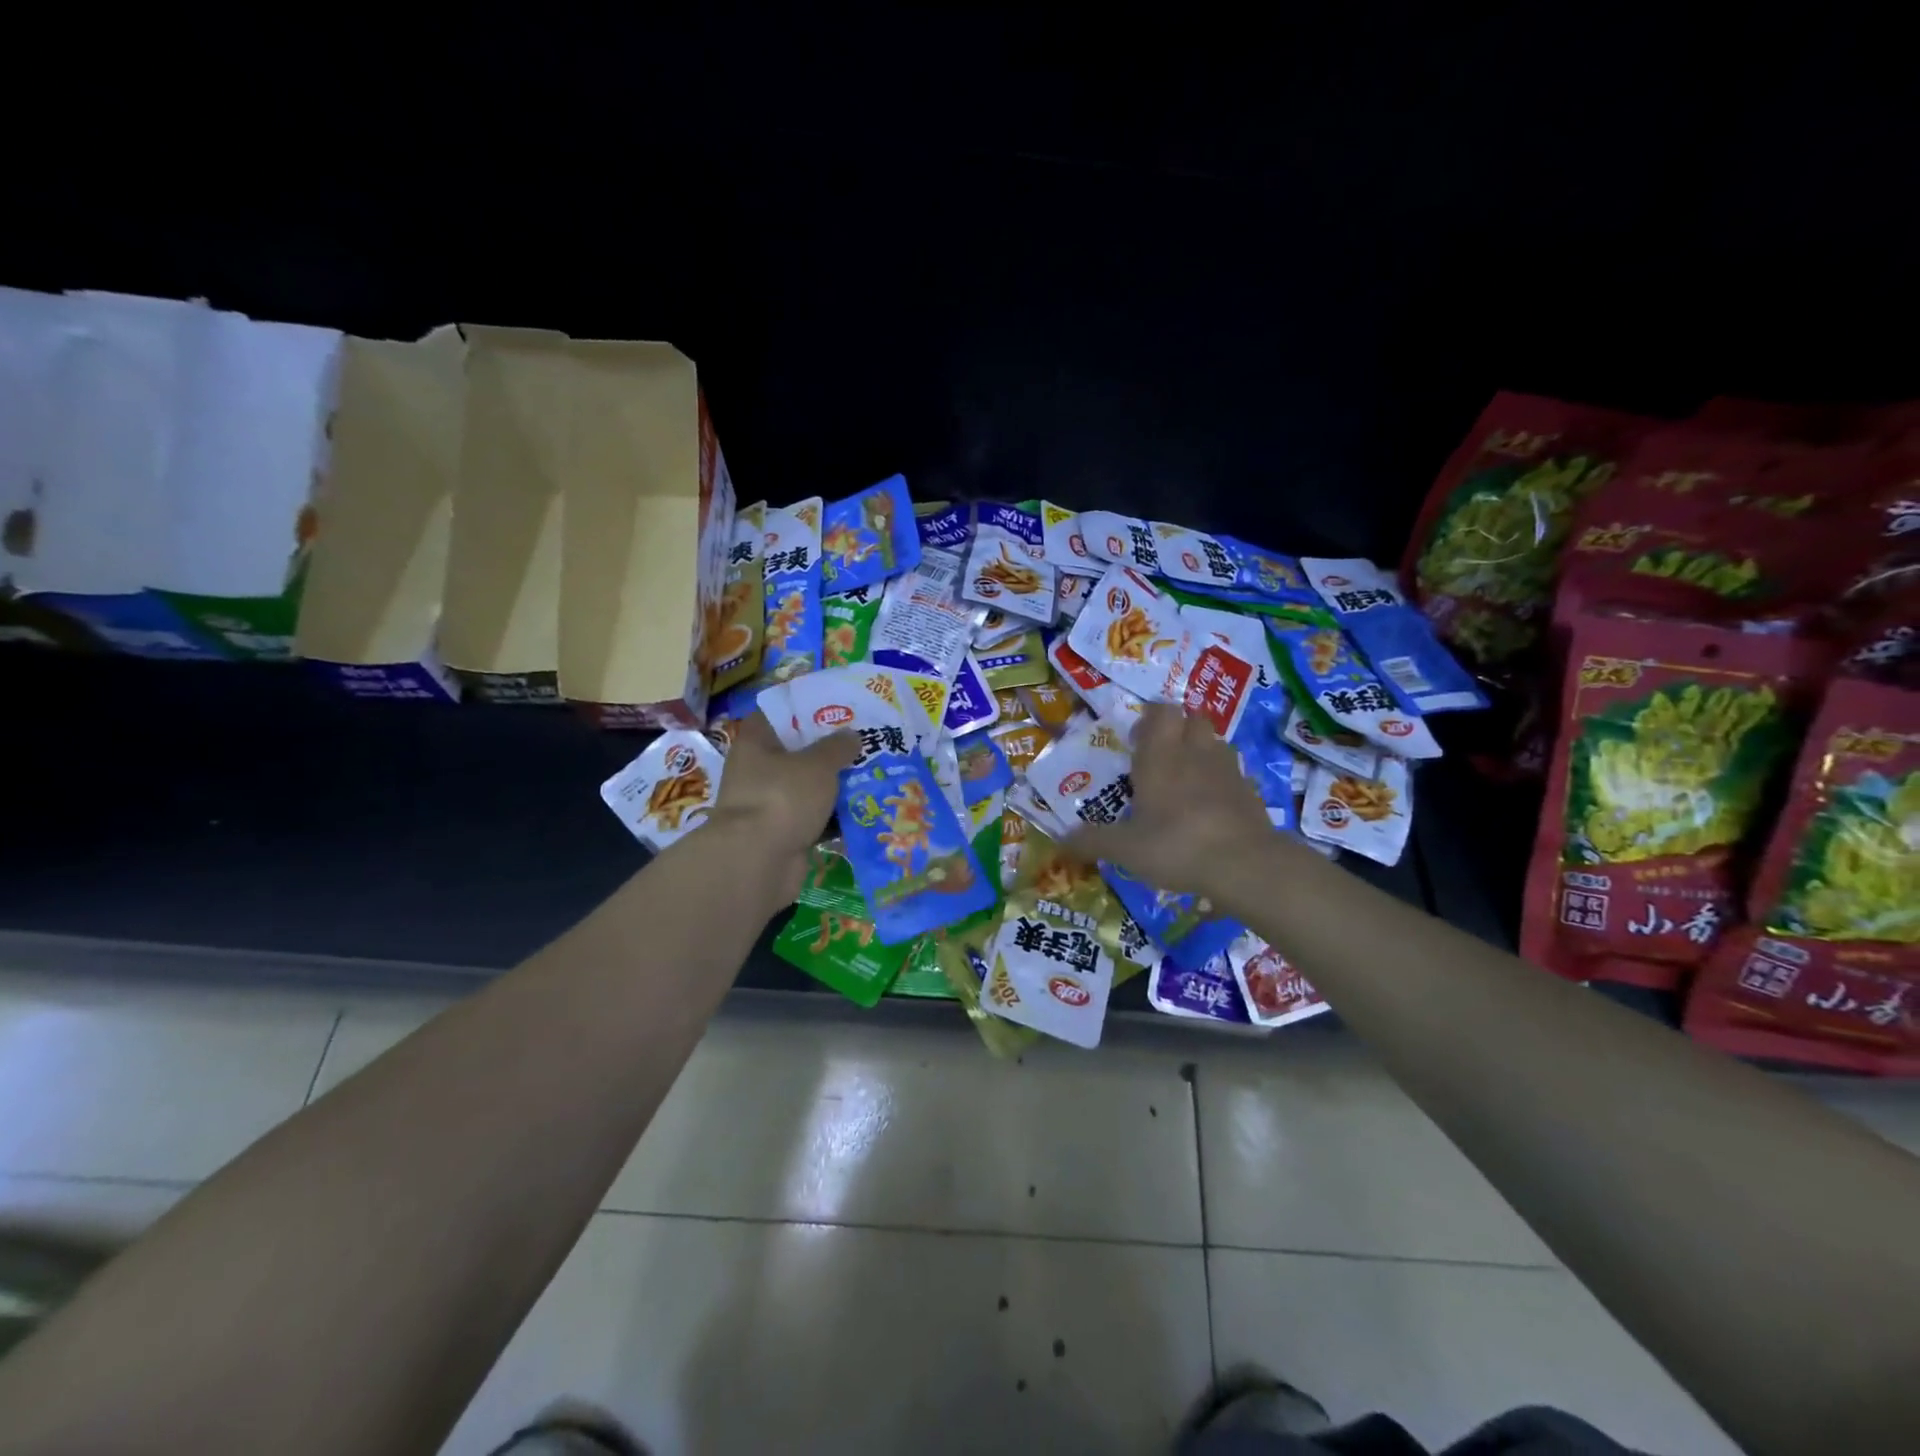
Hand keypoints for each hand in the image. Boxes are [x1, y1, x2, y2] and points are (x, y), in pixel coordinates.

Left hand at [703, 715, 858, 901]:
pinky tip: (861, 811)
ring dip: (833, 786)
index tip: (836, 709)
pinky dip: (832, 817)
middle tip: (863, 742)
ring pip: (806, 788)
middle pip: (796, 753)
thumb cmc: (783, 798)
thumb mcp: (817, 764)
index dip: (805, 710)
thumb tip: (852, 735)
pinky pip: (812, 818)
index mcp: (756, 743)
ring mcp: (768, 805)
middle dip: (828, 751)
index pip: (778, 715)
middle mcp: (757, 771)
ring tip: (870, 775)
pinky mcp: (781, 834)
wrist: (758, 862)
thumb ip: (837, 747)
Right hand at [1066, 702, 1272, 899]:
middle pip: (1193, 718)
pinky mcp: (1251, 791)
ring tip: (1187, 778)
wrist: (1244, 865)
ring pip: (1215, 742)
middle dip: (1178, 729)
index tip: (1137, 739)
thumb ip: (1093, 841)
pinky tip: (1212, 806)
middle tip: (1161, 756)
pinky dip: (1222, 780)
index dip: (1150, 718)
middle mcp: (1195, 753)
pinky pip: (1234, 773)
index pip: (1161, 711)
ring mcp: (1227, 770)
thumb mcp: (1125, 849)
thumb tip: (1061, 841)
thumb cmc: (1175, 845)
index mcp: (1160, 756)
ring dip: (1202, 750)